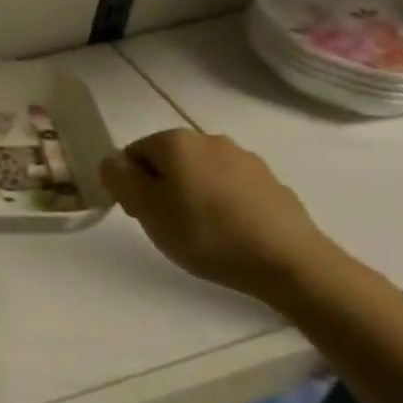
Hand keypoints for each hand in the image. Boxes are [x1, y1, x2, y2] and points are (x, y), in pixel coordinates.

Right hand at [99, 129, 340, 305]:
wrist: (290, 263)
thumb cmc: (207, 234)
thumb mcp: (147, 209)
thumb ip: (120, 178)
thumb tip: (113, 161)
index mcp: (176, 141)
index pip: (134, 154)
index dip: (131, 185)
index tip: (142, 216)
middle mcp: (209, 139)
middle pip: (169, 162)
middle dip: (163, 189)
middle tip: (169, 227)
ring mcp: (246, 160)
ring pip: (202, 175)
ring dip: (194, 196)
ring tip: (203, 234)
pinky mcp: (272, 184)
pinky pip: (232, 190)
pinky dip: (225, 206)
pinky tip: (232, 235)